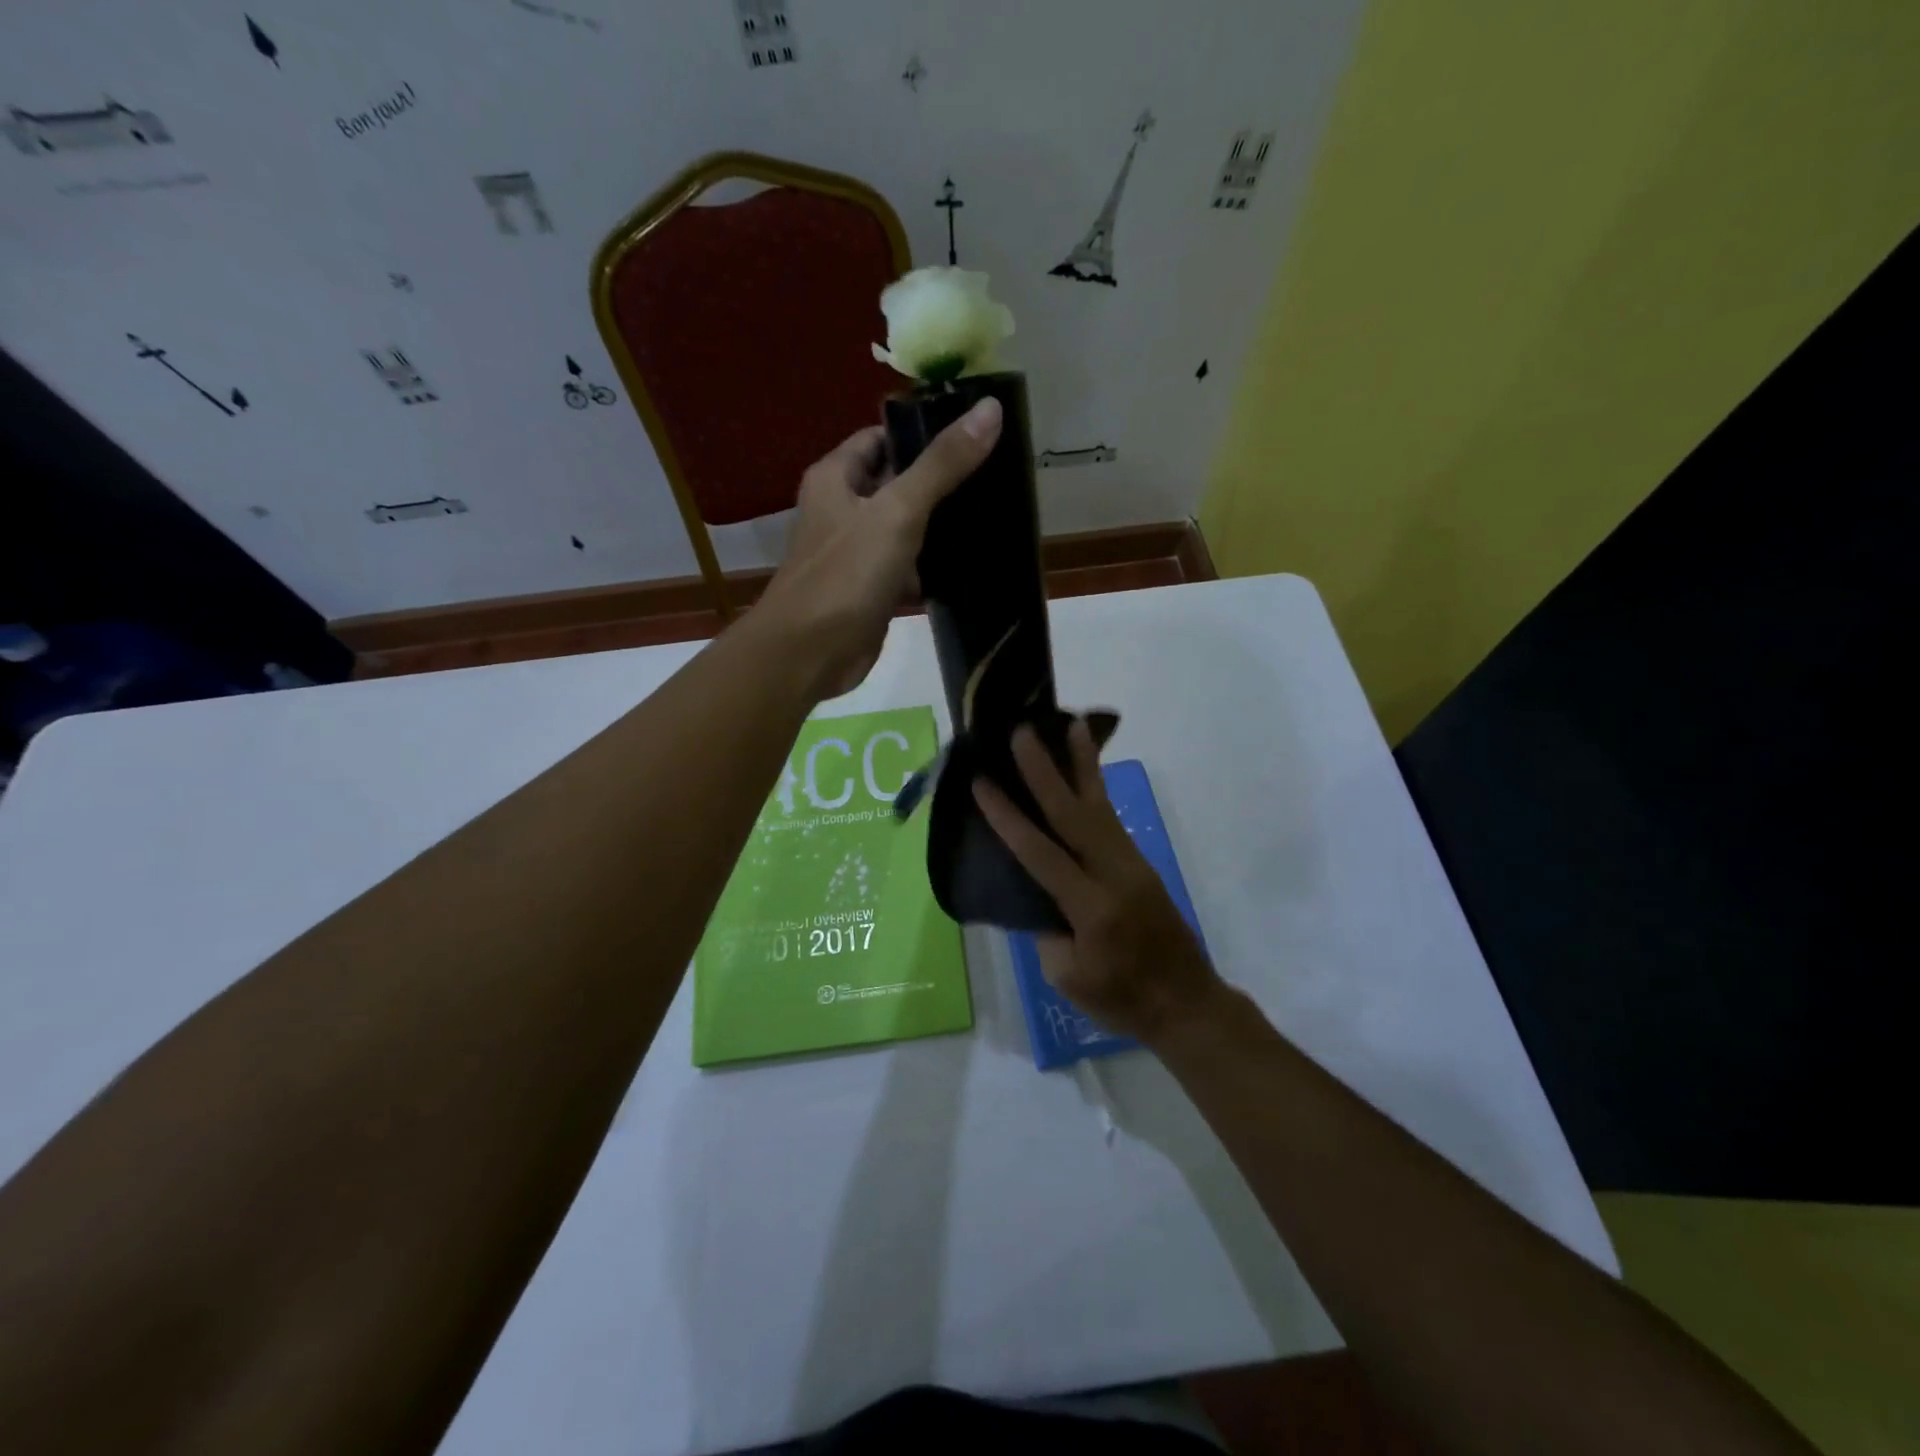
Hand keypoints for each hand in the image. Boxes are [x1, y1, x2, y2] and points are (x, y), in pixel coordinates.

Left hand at [755, 398, 1002, 700]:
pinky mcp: (870, 591)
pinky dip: (931, 568)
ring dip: (940, 527)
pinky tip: (972, 565)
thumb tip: (990, 408)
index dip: (924, 432)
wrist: (808, 654)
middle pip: (898, 483)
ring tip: (994, 515)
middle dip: (940, 482)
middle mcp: (842, 509)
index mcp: (836, 478)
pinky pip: (907, 569)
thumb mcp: (897, 511)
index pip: (883, 437)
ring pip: (905, 529)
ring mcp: (856, 553)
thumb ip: (942, 464)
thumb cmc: (845, 575)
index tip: (975, 434)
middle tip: (996, 476)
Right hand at [973, 719, 1223, 1042]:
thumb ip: (1047, 930)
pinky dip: (1096, 789)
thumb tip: (1037, 894)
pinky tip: (1086, 771)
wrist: (1188, 1003)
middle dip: (1045, 770)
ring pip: (1100, 805)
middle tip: (1024, 732)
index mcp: (1090, 906)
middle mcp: (1113, 873)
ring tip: (1070, 726)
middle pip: (1073, 813)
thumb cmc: (1123, 999)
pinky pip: (1111, 818)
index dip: (1008, 816)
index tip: (982, 782)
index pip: (1040, 852)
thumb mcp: (1069, 978)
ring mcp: (1131, 864)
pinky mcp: (1140, 864)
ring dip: (1083, 764)